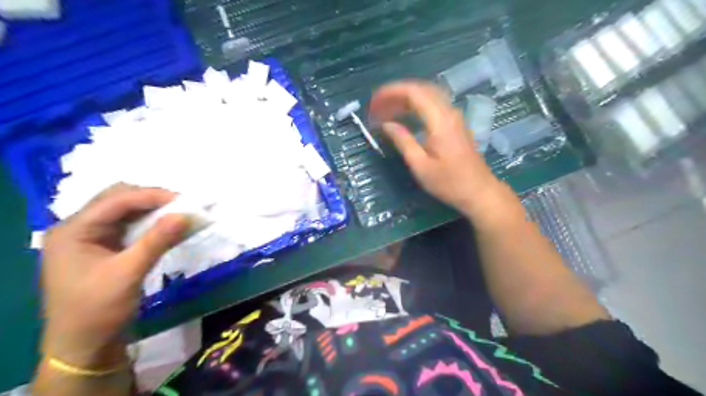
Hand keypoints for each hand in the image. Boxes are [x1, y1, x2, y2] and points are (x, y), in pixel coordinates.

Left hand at [41, 184, 189, 369]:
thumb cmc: (98, 310)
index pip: (116, 200)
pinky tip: (169, 227)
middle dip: (152, 199)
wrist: (85, 345)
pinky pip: (131, 226)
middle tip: (182, 206)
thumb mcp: (129, 273)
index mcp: (74, 230)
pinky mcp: (105, 247)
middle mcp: (79, 228)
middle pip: (119, 199)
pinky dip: (152, 223)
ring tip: (180, 213)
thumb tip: (186, 215)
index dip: (152, 196)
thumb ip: (157, 241)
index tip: (185, 200)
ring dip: (154, 210)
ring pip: (127, 211)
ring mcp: (92, 237)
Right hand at [370, 80, 501, 216]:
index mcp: (440, 120)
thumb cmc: (449, 183)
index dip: (390, 93)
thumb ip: (403, 141)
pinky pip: (433, 105)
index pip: (413, 92)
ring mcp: (454, 117)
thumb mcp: (420, 165)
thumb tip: (386, 124)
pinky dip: (415, 106)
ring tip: (386, 112)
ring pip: (427, 96)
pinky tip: (404, 117)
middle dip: (395, 94)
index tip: (373, 103)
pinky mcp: (455, 124)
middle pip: (420, 89)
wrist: (479, 192)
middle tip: (376, 108)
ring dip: (405, 100)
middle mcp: (448, 112)